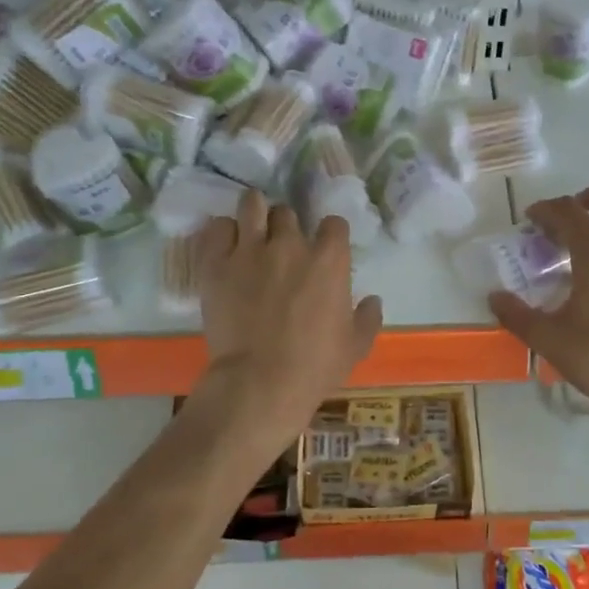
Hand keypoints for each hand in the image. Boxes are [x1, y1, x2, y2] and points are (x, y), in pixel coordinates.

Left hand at [195, 191, 382, 437]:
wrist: (261, 382)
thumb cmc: (315, 366)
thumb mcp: (356, 346)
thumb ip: (368, 318)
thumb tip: (372, 300)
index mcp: (329, 260)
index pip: (334, 223)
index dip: (330, 234)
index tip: (324, 248)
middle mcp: (290, 244)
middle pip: (288, 213)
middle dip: (287, 226)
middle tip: (281, 246)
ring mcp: (250, 250)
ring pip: (252, 206)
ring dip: (254, 213)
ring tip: (251, 228)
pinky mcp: (216, 264)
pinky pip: (217, 228)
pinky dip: (223, 233)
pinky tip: (226, 246)